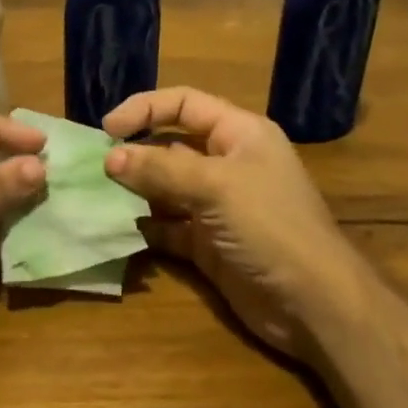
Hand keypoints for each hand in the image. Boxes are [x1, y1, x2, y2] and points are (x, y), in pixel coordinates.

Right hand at [104, 87, 348, 357]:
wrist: (314, 305)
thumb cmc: (270, 226)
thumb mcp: (216, 186)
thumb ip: (161, 168)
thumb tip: (110, 157)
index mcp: (239, 134)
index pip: (184, 103)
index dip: (145, 109)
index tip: (107, 128)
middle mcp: (226, 164)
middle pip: (170, 145)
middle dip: (133, 152)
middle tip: (93, 166)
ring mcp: (216, 207)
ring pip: (164, 188)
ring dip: (133, 190)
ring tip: (95, 195)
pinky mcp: (207, 244)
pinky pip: (167, 226)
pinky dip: (143, 226)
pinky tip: (116, 228)